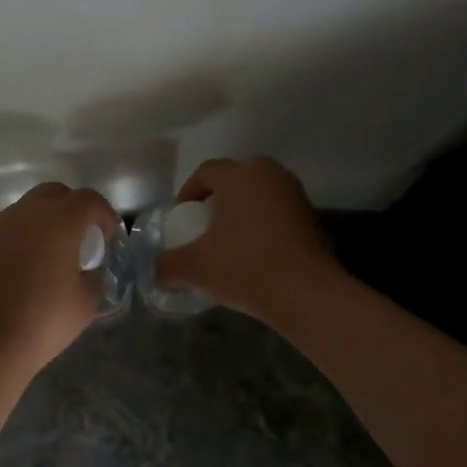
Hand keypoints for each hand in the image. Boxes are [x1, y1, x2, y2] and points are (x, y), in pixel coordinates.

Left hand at [0, 182, 120, 374]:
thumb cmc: (44, 321)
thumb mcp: (87, 301)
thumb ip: (96, 275)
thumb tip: (90, 268)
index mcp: (61, 220)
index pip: (89, 200)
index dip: (104, 215)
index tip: (108, 238)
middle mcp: (28, 212)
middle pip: (56, 193)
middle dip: (73, 209)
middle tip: (80, 239)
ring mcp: (0, 223)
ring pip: (29, 208)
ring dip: (45, 222)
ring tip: (49, 254)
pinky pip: (8, 227)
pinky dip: (21, 236)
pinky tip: (22, 267)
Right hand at [156, 157, 342, 325]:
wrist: (306, 293)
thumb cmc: (245, 268)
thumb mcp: (195, 268)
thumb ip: (168, 264)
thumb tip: (154, 269)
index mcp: (238, 176)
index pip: (206, 172)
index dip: (188, 192)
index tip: (182, 218)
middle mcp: (268, 174)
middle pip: (236, 177)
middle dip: (218, 197)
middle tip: (206, 224)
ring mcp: (294, 193)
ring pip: (260, 193)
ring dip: (244, 209)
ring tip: (231, 239)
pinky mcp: (312, 215)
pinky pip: (278, 210)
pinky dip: (265, 223)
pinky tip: (257, 251)